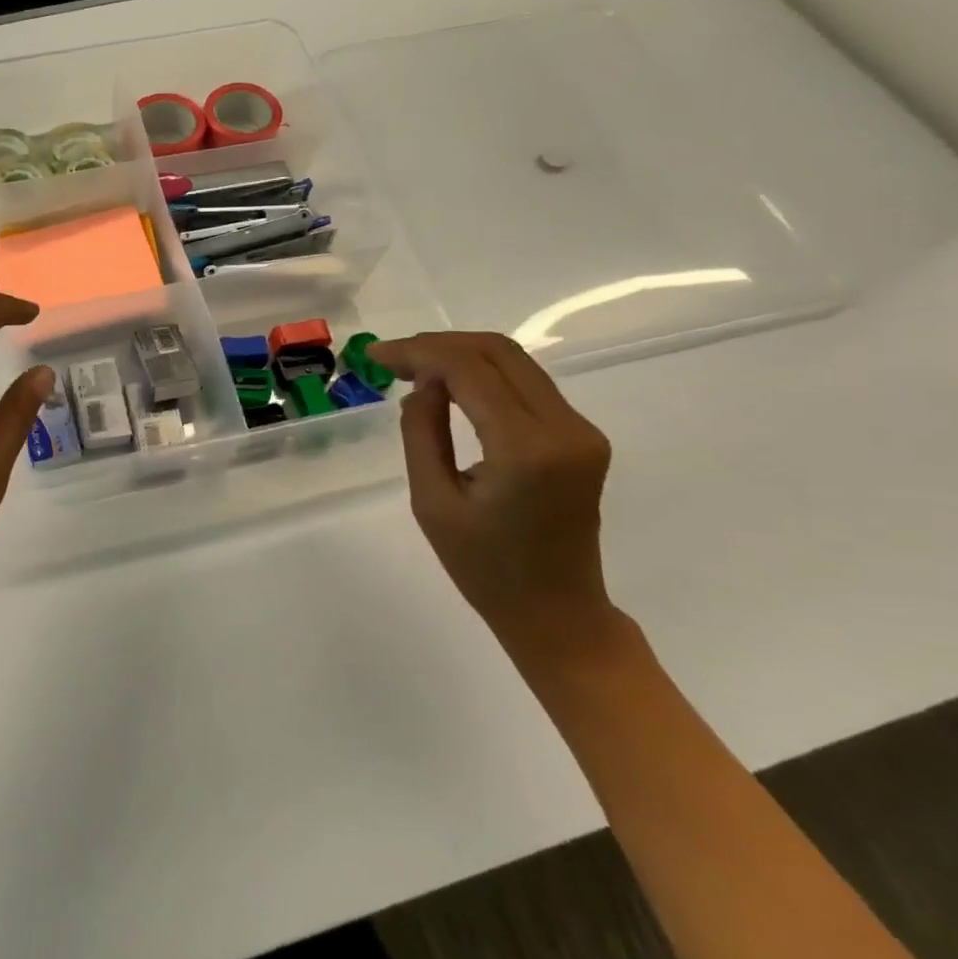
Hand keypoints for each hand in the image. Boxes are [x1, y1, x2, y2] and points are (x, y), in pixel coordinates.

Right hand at [370, 333, 619, 667]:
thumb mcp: (432, 502)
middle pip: (498, 352)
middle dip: (438, 345)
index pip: (470, 370)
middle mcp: (565, 428)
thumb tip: (422, 384)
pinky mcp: (581, 436)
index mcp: (527, 449)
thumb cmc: (485, 570)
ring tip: (412, 367)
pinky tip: (449, 386)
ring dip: (461, 355)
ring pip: (515, 362)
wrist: (557, 613)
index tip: (376, 356)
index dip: (419, 352)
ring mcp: (580, 430)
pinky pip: (527, 384)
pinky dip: (483, 375)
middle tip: (391, 358)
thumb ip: (422, 433)